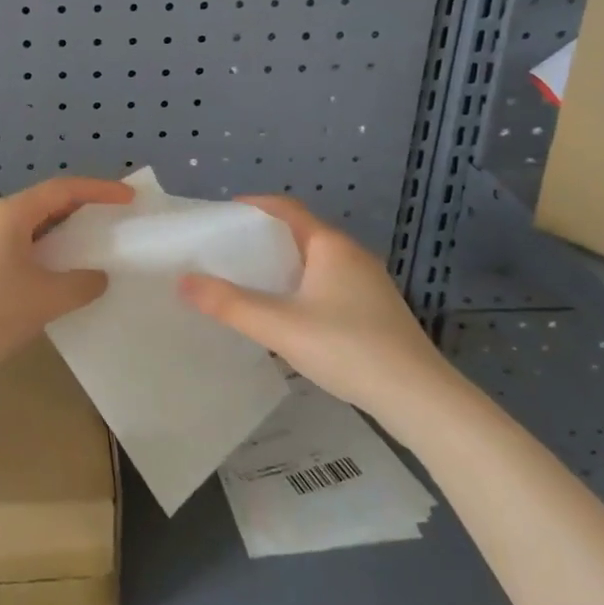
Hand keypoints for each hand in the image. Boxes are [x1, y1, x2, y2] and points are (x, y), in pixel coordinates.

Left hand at [0, 176, 133, 379]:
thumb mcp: (45, 299)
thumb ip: (80, 285)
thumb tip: (96, 278)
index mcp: (9, 214)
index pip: (63, 189)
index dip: (99, 190)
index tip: (128, 198)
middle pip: (44, 205)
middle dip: (80, 212)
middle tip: (111, 224)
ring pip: (29, 231)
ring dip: (60, 239)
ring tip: (88, 253)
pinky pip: (15, 251)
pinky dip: (41, 258)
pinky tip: (54, 282)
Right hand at [179, 196, 456, 429]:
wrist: (419, 397)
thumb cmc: (347, 348)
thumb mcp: (280, 326)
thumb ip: (230, 304)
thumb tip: (184, 281)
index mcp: (330, 246)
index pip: (287, 209)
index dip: (254, 206)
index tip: (222, 216)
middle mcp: (352, 255)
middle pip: (301, 234)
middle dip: (263, 239)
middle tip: (226, 253)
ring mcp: (369, 283)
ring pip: (316, 262)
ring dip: (283, 266)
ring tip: (249, 282)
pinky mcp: (376, 310)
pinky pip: (329, 284)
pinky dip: (302, 286)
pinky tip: (288, 314)